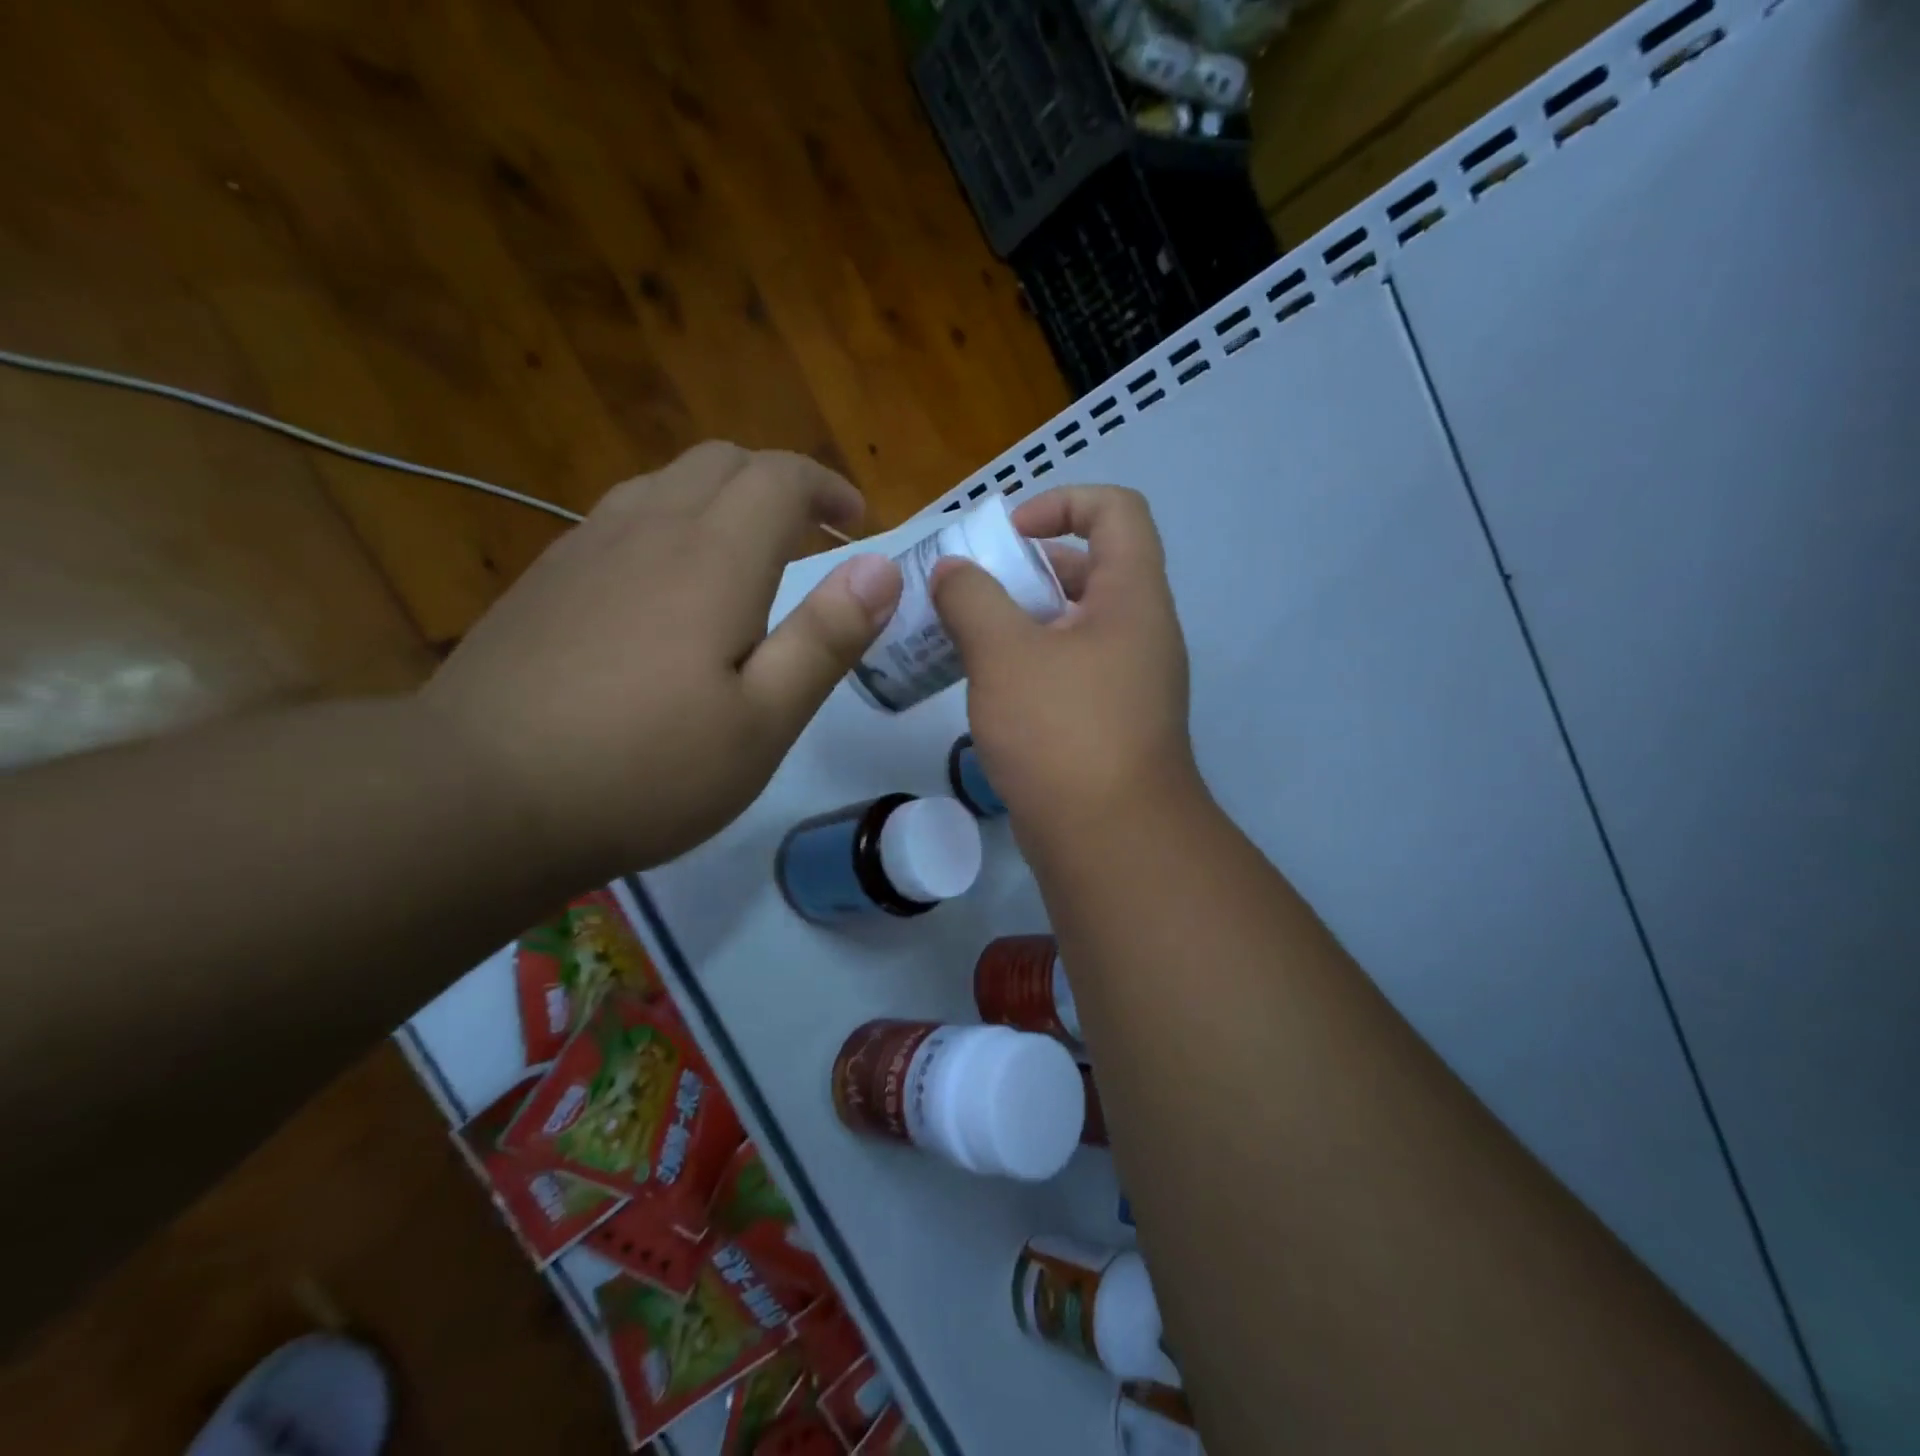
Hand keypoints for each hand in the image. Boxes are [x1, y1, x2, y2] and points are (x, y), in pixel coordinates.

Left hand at [421, 442, 901, 875]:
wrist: (476, 797)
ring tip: (747, 556)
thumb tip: (882, 568)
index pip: (780, 477)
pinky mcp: (545, 580)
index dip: (826, 488)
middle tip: (811, 536)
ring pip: (666, 483)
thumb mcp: (763, 722)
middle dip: (778, 484)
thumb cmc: (644, 769)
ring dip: (722, 499)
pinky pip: (623, 518)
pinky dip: (671, 524)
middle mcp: (647, 528)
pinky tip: (668, 589)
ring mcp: (584, 548)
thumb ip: (826, 638)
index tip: (856, 523)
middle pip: (720, 462)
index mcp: (712, 557)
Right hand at [931, 485, 1199, 843]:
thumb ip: (971, 598)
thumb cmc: (1062, 731)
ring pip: (1074, 625)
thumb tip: (952, 571)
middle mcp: (1141, 631)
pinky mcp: (1111, 722)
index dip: (1062, 502)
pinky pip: (1069, 670)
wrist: (1111, 840)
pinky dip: (1030, 664)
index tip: (1007, 534)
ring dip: (1021, 621)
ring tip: (965, 637)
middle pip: (1090, 568)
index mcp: (1132, 597)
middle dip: (1026, 569)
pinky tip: (987, 688)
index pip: (1116, 510)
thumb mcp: (1004, 653)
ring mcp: (1129, 681)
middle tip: (970, 591)